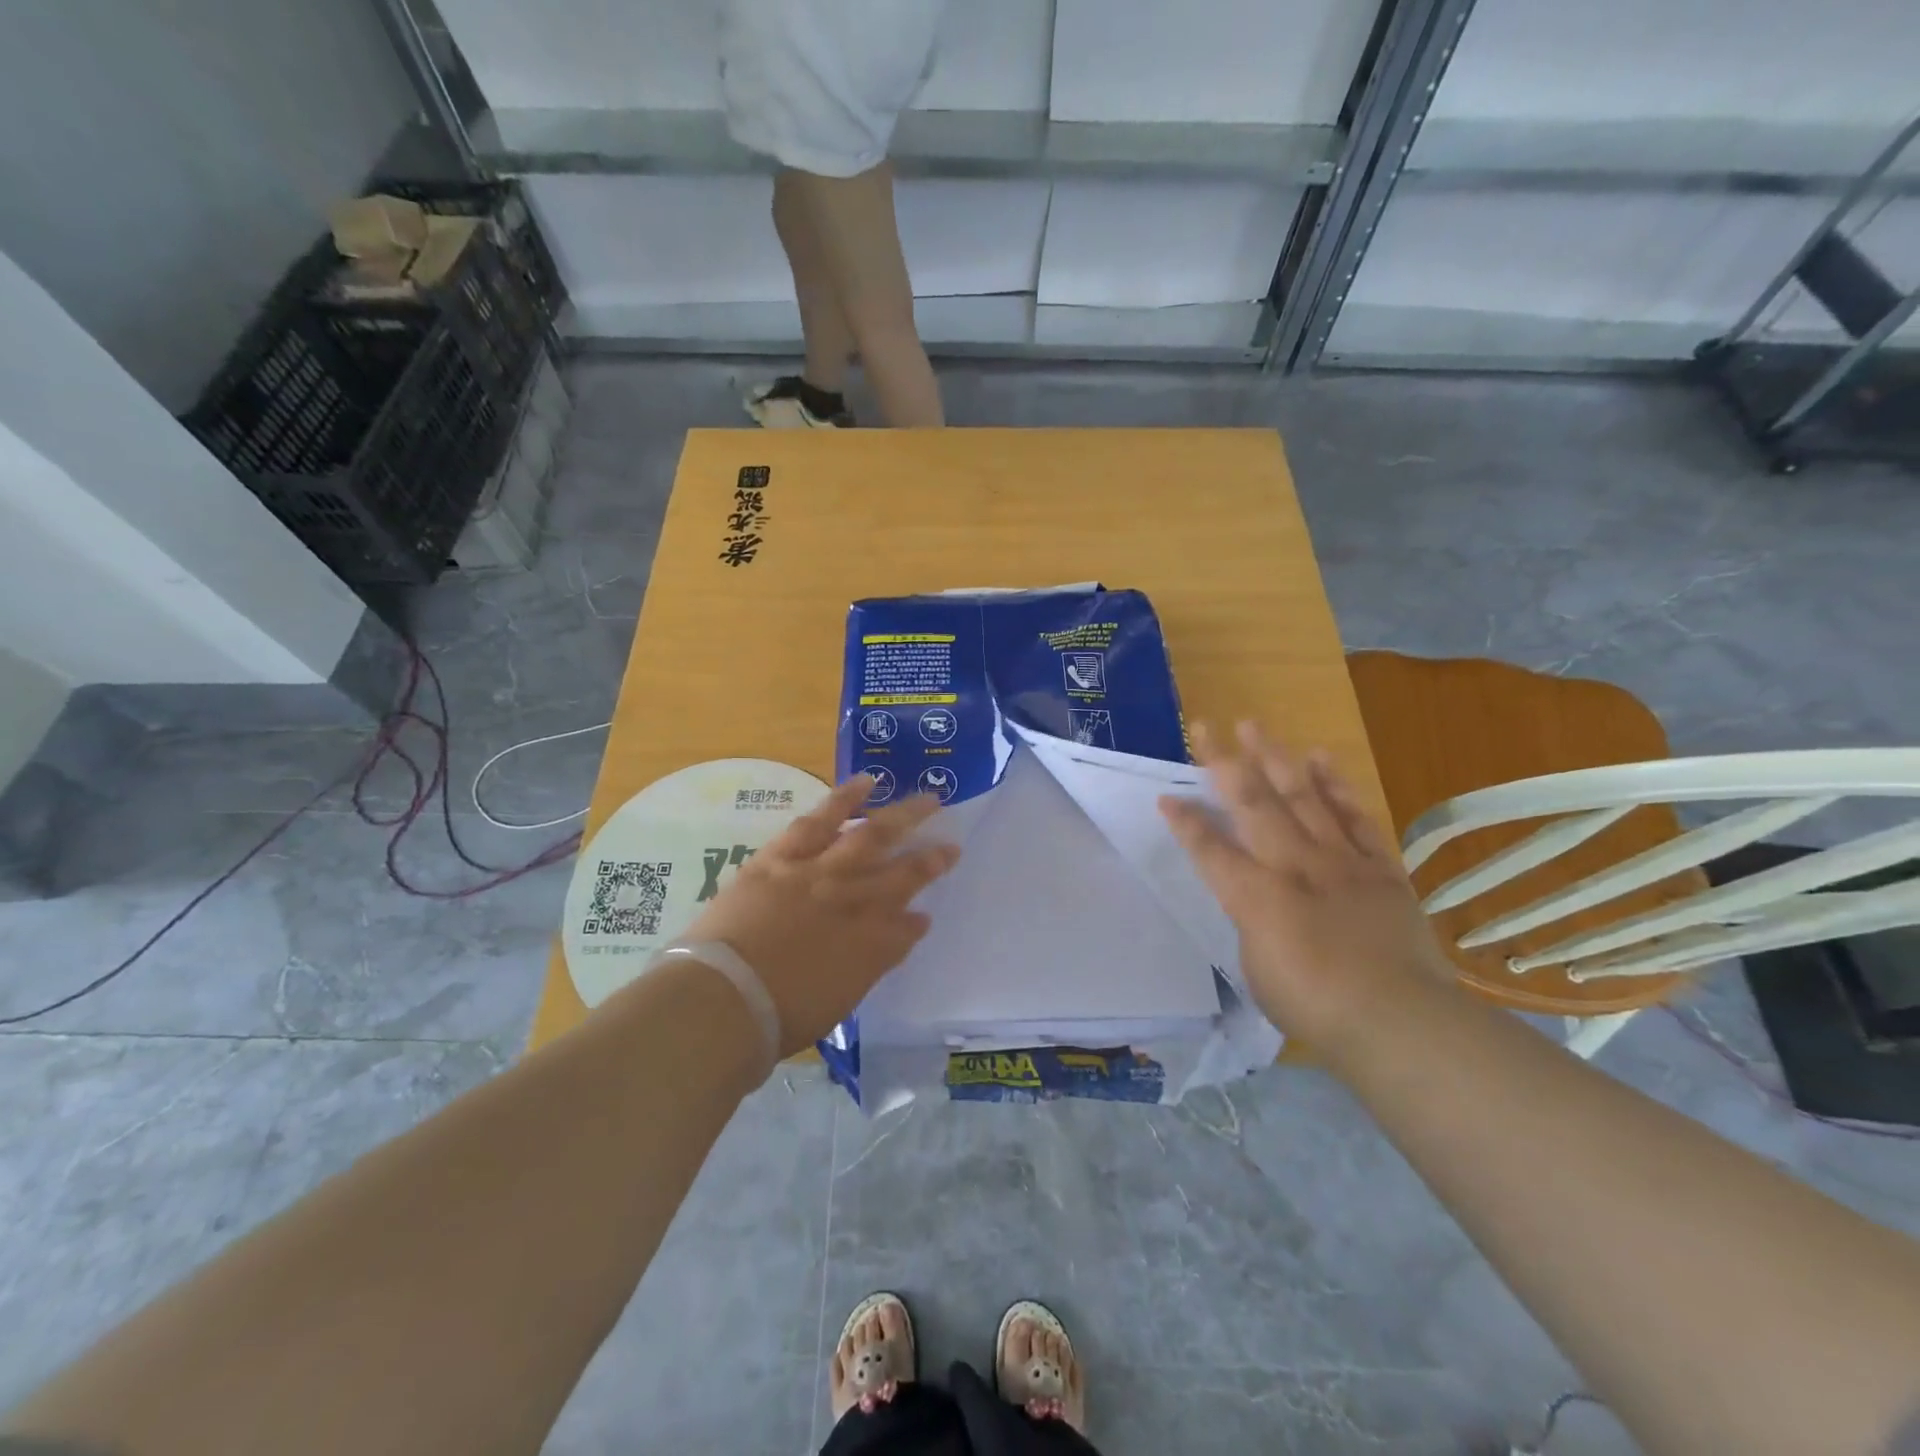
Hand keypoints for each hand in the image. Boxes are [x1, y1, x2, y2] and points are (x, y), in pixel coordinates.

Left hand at [681, 774, 959, 1057]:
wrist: (724, 997)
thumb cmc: (777, 1016)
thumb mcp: (838, 999)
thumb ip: (873, 961)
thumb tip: (907, 929)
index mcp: (869, 944)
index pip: (905, 928)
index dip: (918, 921)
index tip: (926, 915)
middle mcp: (854, 901)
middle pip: (902, 873)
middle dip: (930, 858)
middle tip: (951, 844)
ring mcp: (819, 872)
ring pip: (871, 835)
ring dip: (902, 816)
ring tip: (926, 800)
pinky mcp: (784, 855)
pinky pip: (820, 819)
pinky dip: (845, 798)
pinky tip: (865, 783)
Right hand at [1158, 723, 1454, 1055]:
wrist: (1399, 1019)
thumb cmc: (1314, 1006)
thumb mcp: (1257, 968)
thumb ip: (1252, 923)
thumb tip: (1259, 901)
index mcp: (1254, 895)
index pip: (1209, 849)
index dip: (1184, 823)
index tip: (1166, 796)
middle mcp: (1292, 864)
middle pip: (1252, 803)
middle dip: (1223, 762)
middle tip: (1205, 726)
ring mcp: (1339, 861)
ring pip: (1301, 796)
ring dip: (1274, 758)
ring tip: (1255, 726)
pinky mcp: (1378, 867)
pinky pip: (1353, 817)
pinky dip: (1336, 786)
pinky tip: (1320, 759)